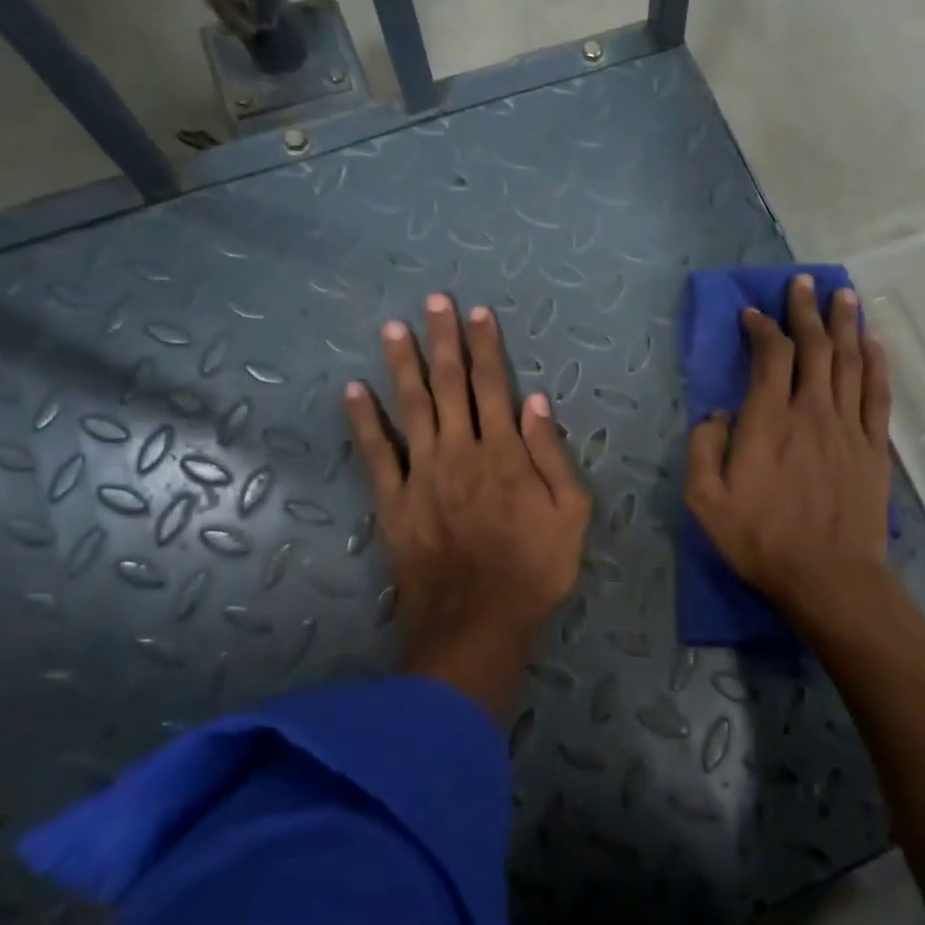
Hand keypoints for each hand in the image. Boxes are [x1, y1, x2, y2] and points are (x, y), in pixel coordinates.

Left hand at [345, 294, 590, 721]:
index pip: (494, 386)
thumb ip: (553, 456)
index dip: (486, 347)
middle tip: (433, 302)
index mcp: (505, 453)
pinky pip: (375, 454)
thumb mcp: (571, 515)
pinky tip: (353, 391)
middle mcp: (460, 451)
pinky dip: (363, 421)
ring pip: (411, 408)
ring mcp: (422, 474)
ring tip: (393, 329)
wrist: (478, 622)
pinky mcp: (393, 501)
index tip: (478, 312)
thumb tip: (537, 402)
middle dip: (443, 341)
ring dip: (402, 366)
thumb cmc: (534, 570)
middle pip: (450, 385)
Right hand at [685, 274, 894, 628]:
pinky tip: (875, 343)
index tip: (753, 314)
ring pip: (850, 361)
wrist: (829, 577)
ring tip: (843, 295)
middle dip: (806, 310)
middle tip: (803, 282)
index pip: (770, 356)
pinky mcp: (874, 448)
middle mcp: (812, 411)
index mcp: (768, 421)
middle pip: (814, 346)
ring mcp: (848, 427)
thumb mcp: (705, 502)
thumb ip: (703, 449)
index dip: (762, 328)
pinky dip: (877, 363)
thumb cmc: (761, 541)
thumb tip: (716, 414)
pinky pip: (878, 394)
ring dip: (845, 324)